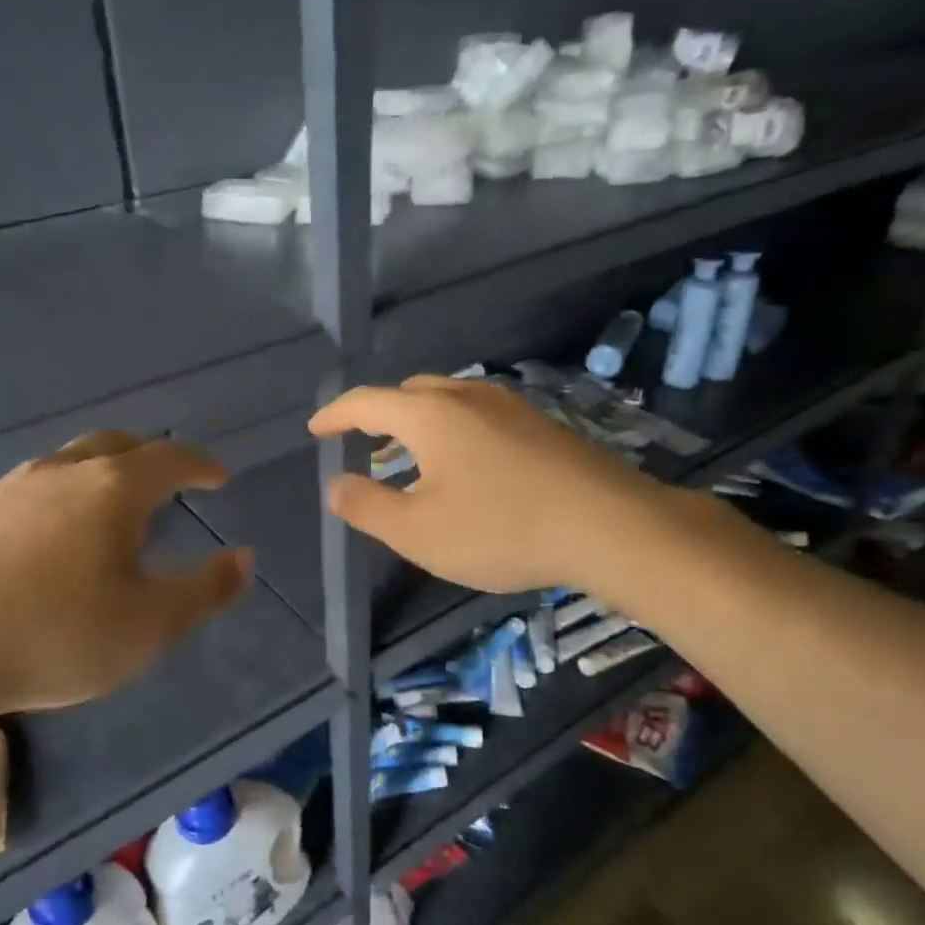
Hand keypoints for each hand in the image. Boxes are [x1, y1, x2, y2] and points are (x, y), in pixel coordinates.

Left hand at [0, 432, 252, 739]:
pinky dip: (39, 502)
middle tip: (164, 479)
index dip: (200, 463)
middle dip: (146, 457)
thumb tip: (243, 558)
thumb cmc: (52, 638)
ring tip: (99, 509)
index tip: (218, 475)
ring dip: (90, 477)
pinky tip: (30, 530)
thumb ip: (205, 590)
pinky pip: (12, 494)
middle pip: (112, 445)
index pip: (169, 458)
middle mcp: (56, 474)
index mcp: (110, 490)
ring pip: (58, 465)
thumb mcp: (149, 626)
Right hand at [309, 376, 670, 593]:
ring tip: (408, 456)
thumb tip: (335, 485)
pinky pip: (478, 415)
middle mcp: (468, 396)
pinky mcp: (541, 424)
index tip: (315, 429)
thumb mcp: (419, 532)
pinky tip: (463, 466)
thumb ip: (368, 506)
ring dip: (417, 423)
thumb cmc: (502, 529)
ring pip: (448, 401)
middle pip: (409, 393)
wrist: (609, 526)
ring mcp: (510, 406)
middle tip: (362, 443)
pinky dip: (452, 431)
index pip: (367, 402)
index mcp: (430, 415)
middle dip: (378, 414)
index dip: (335, 414)